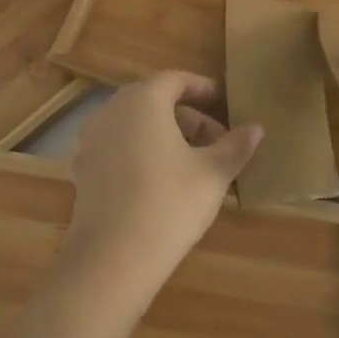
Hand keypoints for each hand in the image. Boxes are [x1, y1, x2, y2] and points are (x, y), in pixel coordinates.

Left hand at [60, 72, 263, 298]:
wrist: (113, 257)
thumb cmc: (170, 204)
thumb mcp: (212, 174)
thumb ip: (235, 146)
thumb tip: (256, 128)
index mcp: (144, 99)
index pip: (175, 80)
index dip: (201, 88)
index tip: (223, 101)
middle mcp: (112, 108)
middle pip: (153, 100)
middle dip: (186, 116)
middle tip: (214, 140)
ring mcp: (91, 137)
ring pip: (134, 123)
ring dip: (162, 133)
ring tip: (190, 162)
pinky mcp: (82, 166)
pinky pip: (117, 145)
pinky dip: (139, 151)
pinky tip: (158, 179)